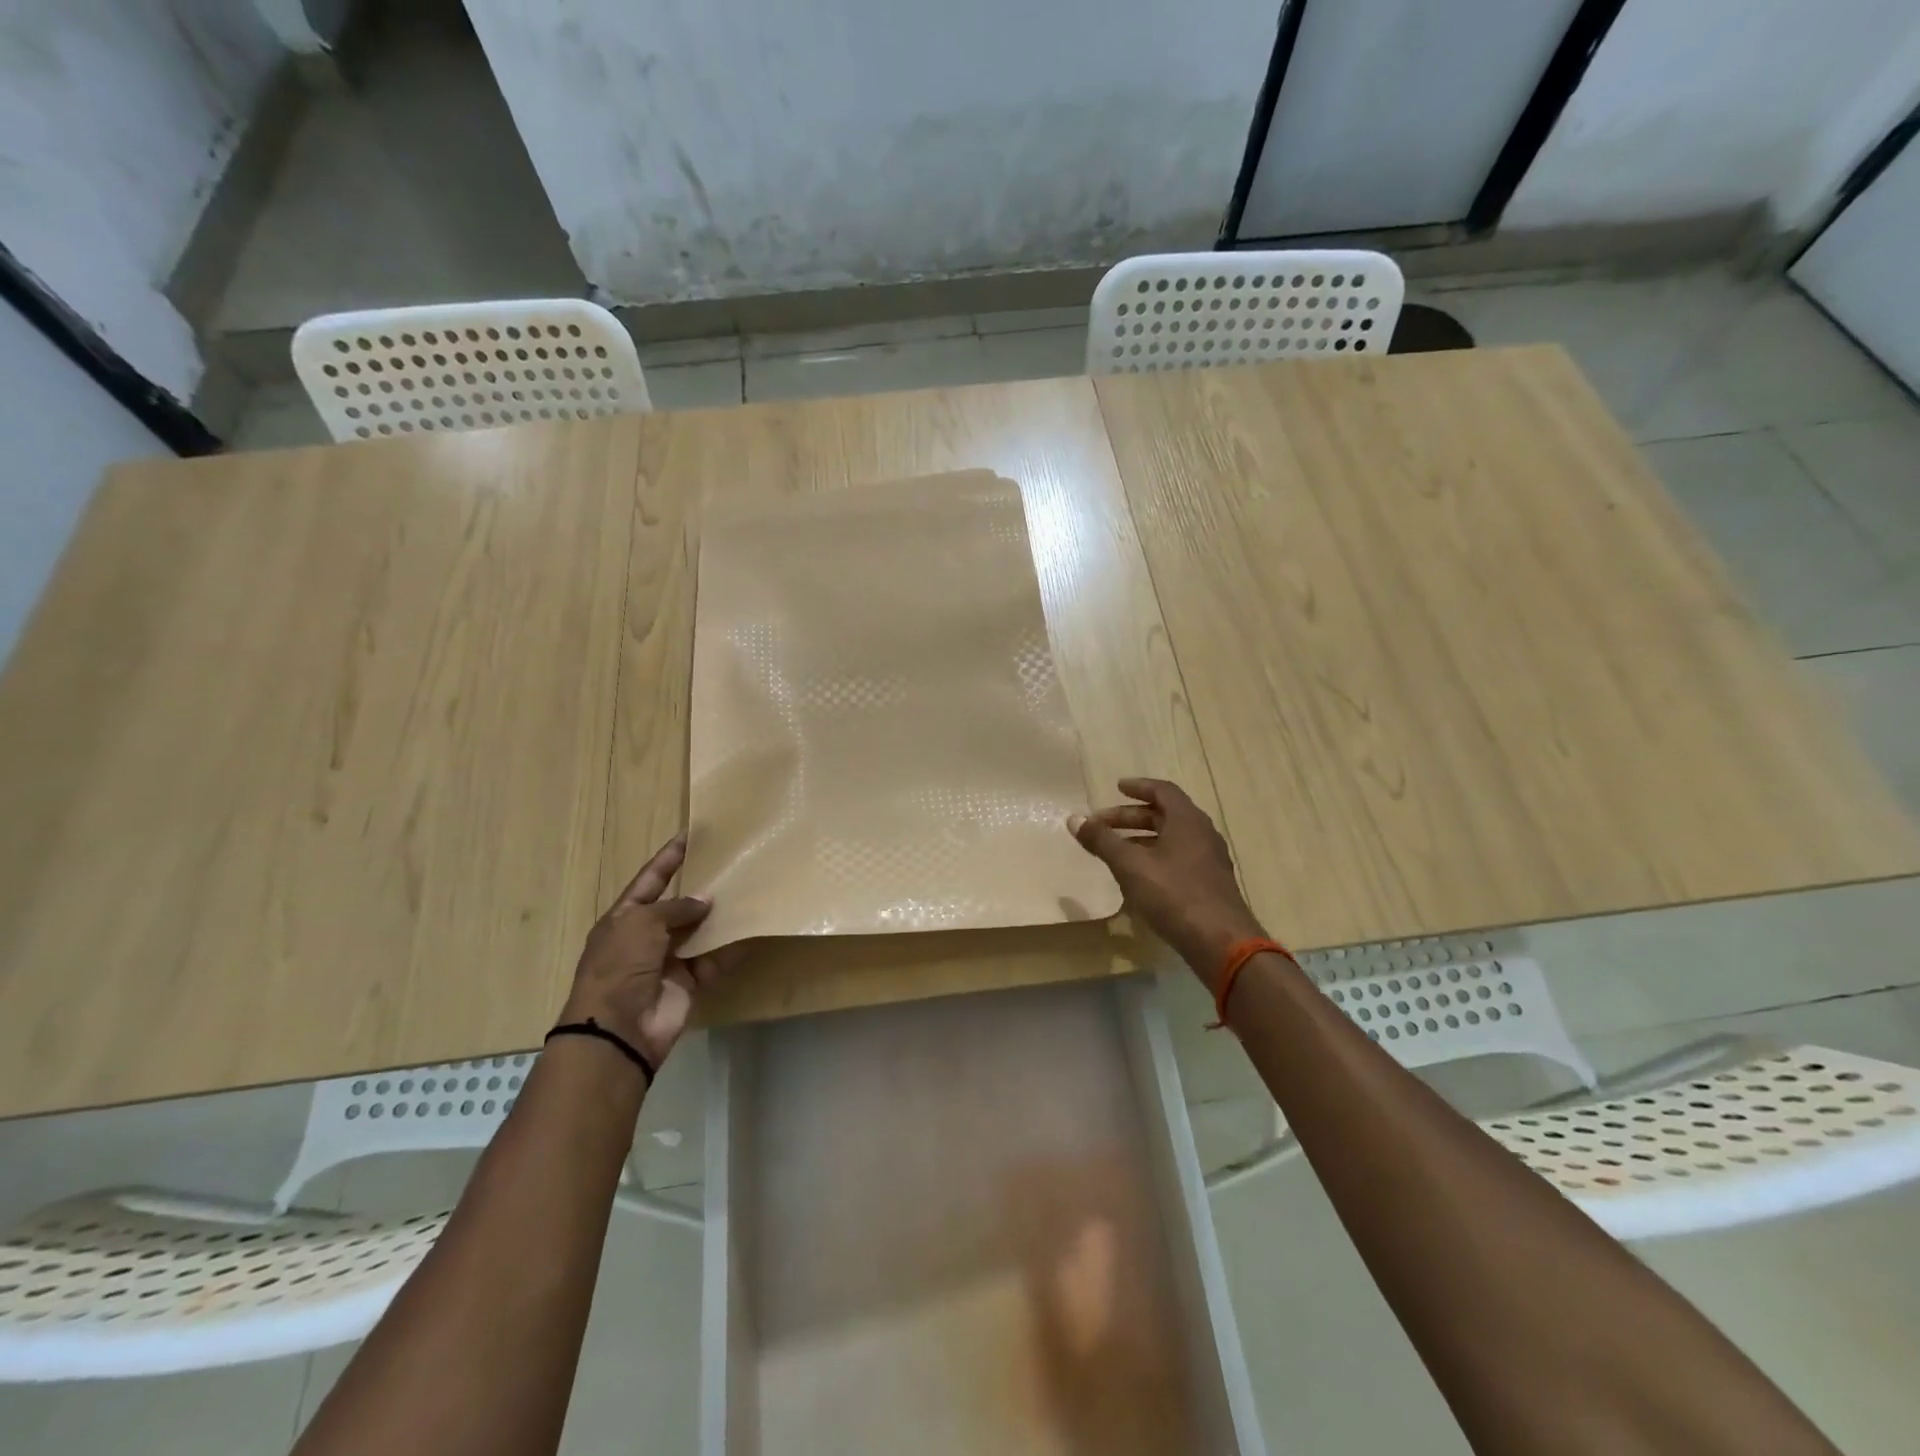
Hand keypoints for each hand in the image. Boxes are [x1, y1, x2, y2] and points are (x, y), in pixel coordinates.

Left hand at [560, 834, 732, 1070]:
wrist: (619, 1029)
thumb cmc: (620, 965)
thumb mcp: (642, 924)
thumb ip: (675, 908)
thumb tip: (704, 902)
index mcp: (625, 918)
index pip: (650, 879)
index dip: (669, 858)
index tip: (690, 834)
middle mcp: (646, 936)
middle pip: (678, 905)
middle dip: (701, 887)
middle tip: (731, 864)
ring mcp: (669, 960)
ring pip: (700, 931)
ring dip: (719, 916)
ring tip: (747, 890)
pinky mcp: (690, 982)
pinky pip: (715, 959)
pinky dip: (732, 947)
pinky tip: (752, 929)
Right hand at [1068, 778, 1264, 987]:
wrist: (1220, 942)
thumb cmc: (1173, 894)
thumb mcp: (1130, 865)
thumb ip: (1102, 841)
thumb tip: (1074, 819)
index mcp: (1187, 820)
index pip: (1163, 791)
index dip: (1138, 787)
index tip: (1117, 787)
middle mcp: (1202, 834)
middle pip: (1165, 815)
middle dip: (1131, 817)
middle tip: (1102, 824)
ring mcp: (1209, 860)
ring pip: (1171, 839)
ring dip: (1142, 839)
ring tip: (1115, 851)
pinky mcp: (1210, 884)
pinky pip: (1178, 859)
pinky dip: (1155, 858)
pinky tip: (1137, 878)